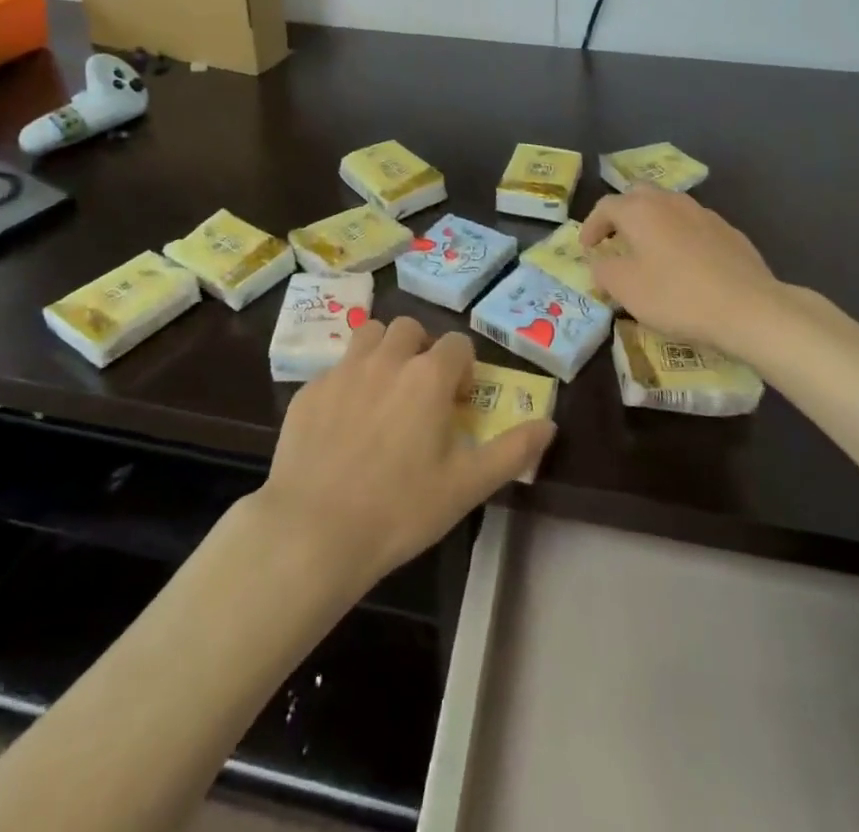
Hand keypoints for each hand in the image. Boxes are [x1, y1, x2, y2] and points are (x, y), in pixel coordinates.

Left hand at [255, 318, 555, 593]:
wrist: (315, 530)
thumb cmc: (401, 509)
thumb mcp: (467, 486)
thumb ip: (512, 450)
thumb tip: (549, 424)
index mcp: (427, 377)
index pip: (456, 344)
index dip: (462, 369)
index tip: (457, 403)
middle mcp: (385, 359)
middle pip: (409, 328)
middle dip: (421, 350)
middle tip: (420, 393)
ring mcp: (342, 371)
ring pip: (369, 334)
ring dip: (383, 351)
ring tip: (384, 392)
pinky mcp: (309, 390)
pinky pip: (335, 368)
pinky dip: (348, 382)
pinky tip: (344, 423)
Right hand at [580, 188, 796, 357]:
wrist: (749, 308)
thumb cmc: (676, 296)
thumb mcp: (626, 289)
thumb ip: (603, 270)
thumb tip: (600, 262)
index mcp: (640, 210)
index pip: (605, 206)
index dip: (591, 226)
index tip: (587, 248)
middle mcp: (670, 202)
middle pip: (638, 196)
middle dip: (622, 215)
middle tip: (615, 241)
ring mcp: (704, 213)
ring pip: (668, 207)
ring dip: (652, 224)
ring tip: (649, 251)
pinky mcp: (729, 231)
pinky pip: (693, 225)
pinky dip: (679, 236)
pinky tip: (685, 264)